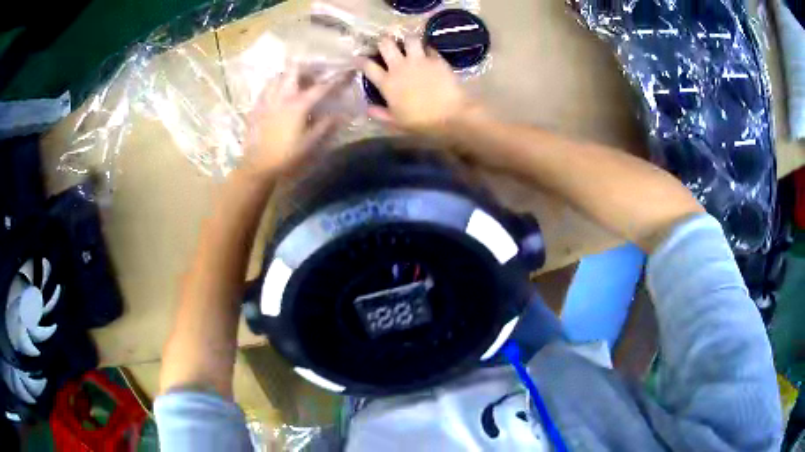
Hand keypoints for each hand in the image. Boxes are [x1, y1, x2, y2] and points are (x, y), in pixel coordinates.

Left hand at [241, 65, 343, 177]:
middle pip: (295, 70)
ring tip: (297, 82)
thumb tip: (342, 114)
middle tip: (315, 74)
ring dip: (290, 75)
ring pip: (279, 76)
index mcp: (298, 104)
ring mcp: (267, 99)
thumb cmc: (286, 155)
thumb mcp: (310, 142)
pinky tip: (279, 94)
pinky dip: (276, 85)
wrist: (257, 165)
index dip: (335, 79)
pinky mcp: (256, 106)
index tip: (345, 73)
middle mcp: (282, 96)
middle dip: (307, 68)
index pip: (321, 87)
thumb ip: (326, 125)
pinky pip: (267, 88)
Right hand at [362, 37, 482, 135]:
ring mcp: (419, 60)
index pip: (367, 66)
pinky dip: (427, 49)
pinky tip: (428, 54)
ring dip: (407, 40)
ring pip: (408, 39)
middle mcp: (400, 67)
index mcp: (387, 83)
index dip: (360, 60)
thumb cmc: (421, 122)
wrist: (450, 115)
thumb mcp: (396, 122)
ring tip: (409, 44)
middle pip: (386, 44)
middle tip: (386, 46)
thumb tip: (367, 108)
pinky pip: (429, 48)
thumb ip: (380, 114)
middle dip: (383, 42)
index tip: (358, 58)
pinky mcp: (436, 59)